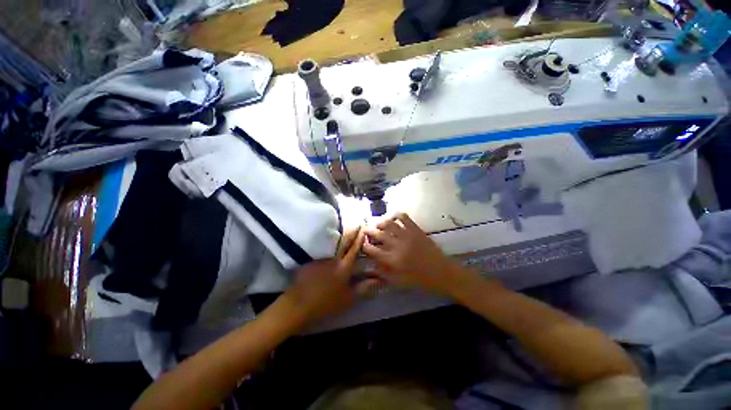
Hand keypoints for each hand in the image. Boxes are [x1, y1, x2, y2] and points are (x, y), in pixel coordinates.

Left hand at [284, 227, 377, 325]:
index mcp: (344, 267)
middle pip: (344, 241)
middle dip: (351, 231)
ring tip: (345, 227)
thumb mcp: (348, 299)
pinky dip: (328, 241)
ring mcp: (321, 257)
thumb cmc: (326, 303)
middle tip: (356, 222)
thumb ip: (363, 288)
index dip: (360, 238)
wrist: (299, 304)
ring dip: (340, 233)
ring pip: (333, 241)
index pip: (355, 249)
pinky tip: (330, 240)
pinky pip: (323, 246)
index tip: (365, 228)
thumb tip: (378, 280)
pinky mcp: (311, 258)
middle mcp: (334, 258)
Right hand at [362, 213, 463, 294]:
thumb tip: (372, 263)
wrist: (442, 273)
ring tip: (379, 224)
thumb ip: (384, 272)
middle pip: (379, 234)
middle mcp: (398, 246)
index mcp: (393, 260)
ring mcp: (407, 236)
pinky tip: (394, 217)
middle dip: (369, 231)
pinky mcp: (416, 230)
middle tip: (366, 230)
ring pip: (389, 224)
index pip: (373, 250)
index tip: (362, 243)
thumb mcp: (399, 281)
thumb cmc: (420, 280)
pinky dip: (397, 215)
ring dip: (381, 222)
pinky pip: (405, 218)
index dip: (365, 245)